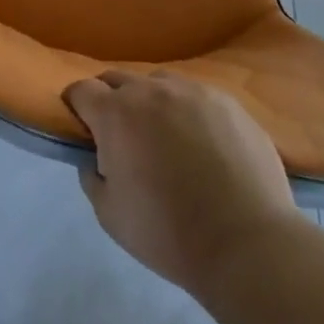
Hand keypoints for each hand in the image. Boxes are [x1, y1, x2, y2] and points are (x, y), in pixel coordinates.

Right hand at [65, 70, 303, 295]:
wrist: (247, 243)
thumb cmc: (168, 233)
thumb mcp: (110, 215)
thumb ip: (92, 178)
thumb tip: (95, 159)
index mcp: (116, 114)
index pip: (81, 90)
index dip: (76, 106)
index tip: (83, 128)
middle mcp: (151, 91)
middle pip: (117, 79)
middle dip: (111, 100)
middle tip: (121, 135)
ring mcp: (193, 92)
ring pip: (159, 84)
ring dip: (151, 102)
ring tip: (165, 135)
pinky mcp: (228, 102)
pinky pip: (196, 96)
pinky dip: (188, 112)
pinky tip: (202, 143)